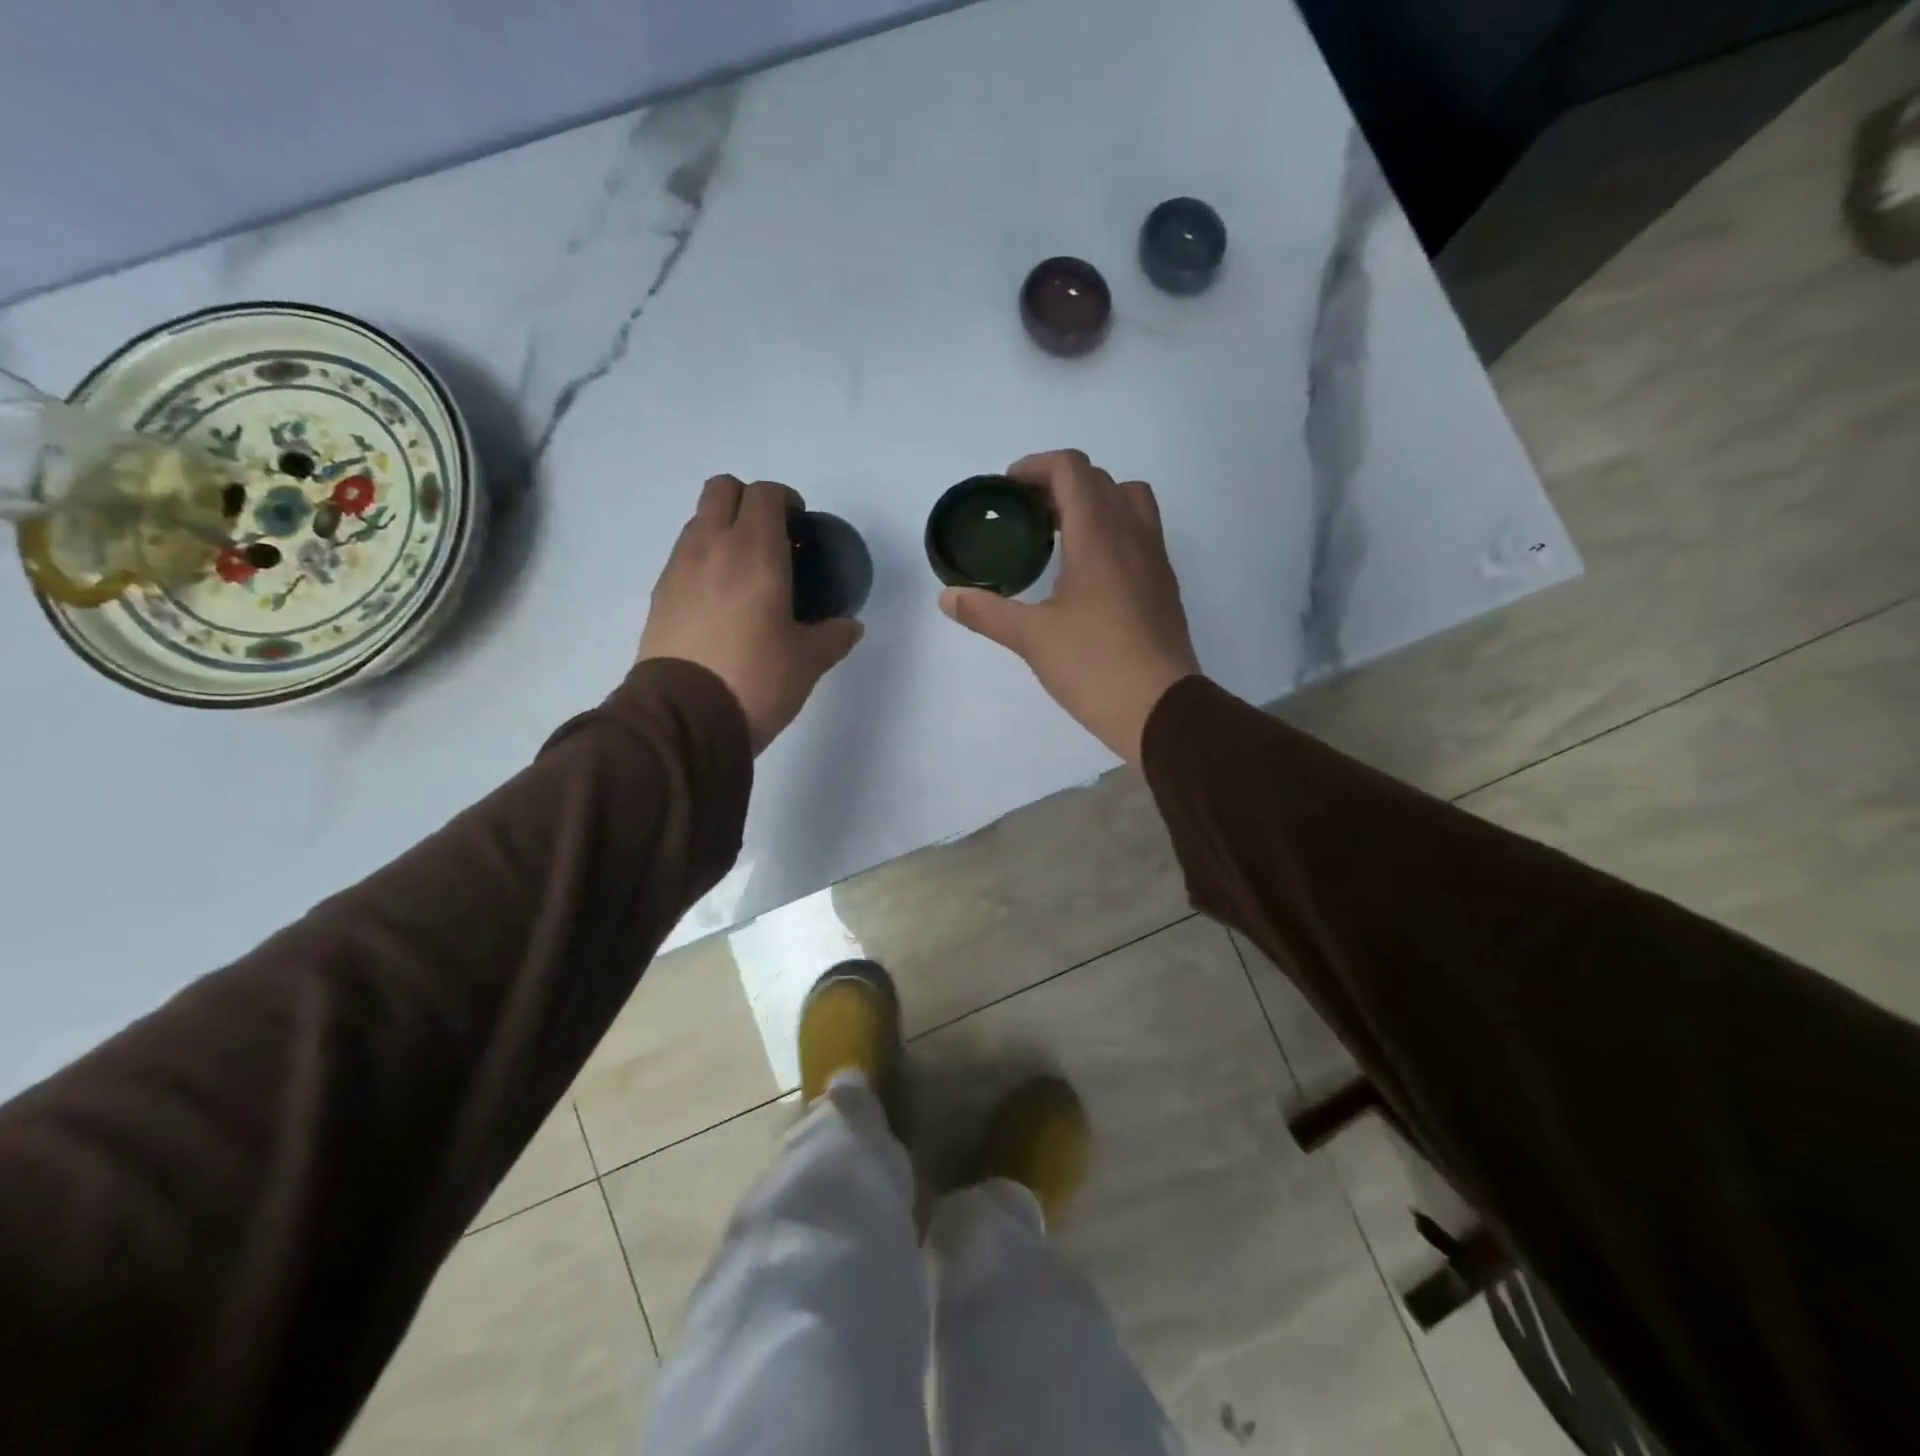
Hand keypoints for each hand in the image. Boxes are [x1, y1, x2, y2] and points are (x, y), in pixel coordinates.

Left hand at [640, 476, 862, 753]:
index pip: (765, 493)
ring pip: (698, 520)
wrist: (684, 718)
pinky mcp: (659, 596)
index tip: (800, 525)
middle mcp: (711, 546)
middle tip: (772, 537)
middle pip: (722, 489)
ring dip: (723, 529)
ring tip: (746, 572)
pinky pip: (683, 556)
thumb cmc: (756, 680)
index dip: (786, 500)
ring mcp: (678, 569)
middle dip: (748, 501)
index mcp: (754, 552)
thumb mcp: (808, 661)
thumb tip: (850, 626)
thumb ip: (833, 636)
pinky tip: (721, 601)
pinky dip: (703, 560)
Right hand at [939, 450, 1199, 764]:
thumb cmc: (1093, 665)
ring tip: (1061, 535)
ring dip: (1094, 502)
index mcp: (1098, 535)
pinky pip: (1141, 533)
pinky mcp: (1164, 584)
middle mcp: (1132, 534)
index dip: (1036, 467)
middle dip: (1059, 484)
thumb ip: (987, 612)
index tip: (1009, 489)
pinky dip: (1114, 530)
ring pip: (1129, 500)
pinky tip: (1089, 572)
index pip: (1071, 469)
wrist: (1159, 708)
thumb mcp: (1032, 638)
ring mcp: (1155, 558)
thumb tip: (947, 597)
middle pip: (1099, 479)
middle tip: (1027, 515)